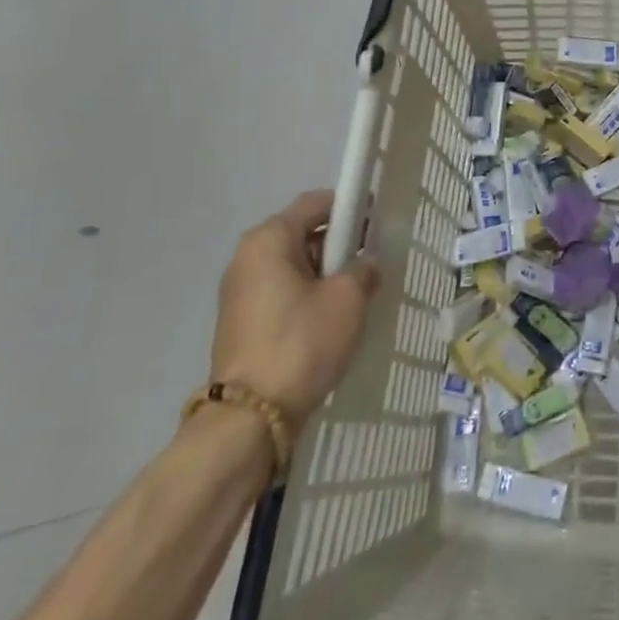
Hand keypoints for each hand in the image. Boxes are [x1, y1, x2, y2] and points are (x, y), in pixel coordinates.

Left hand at [210, 189, 381, 421]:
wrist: (251, 417)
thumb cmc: (303, 341)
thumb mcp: (348, 298)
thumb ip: (364, 268)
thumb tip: (365, 263)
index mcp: (269, 239)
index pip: (317, 203)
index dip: (352, 208)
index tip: (378, 226)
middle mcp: (247, 257)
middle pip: (303, 232)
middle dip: (340, 244)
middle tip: (371, 264)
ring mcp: (240, 291)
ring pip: (294, 265)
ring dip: (326, 273)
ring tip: (356, 295)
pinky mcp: (241, 321)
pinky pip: (283, 291)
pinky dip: (308, 295)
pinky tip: (331, 319)